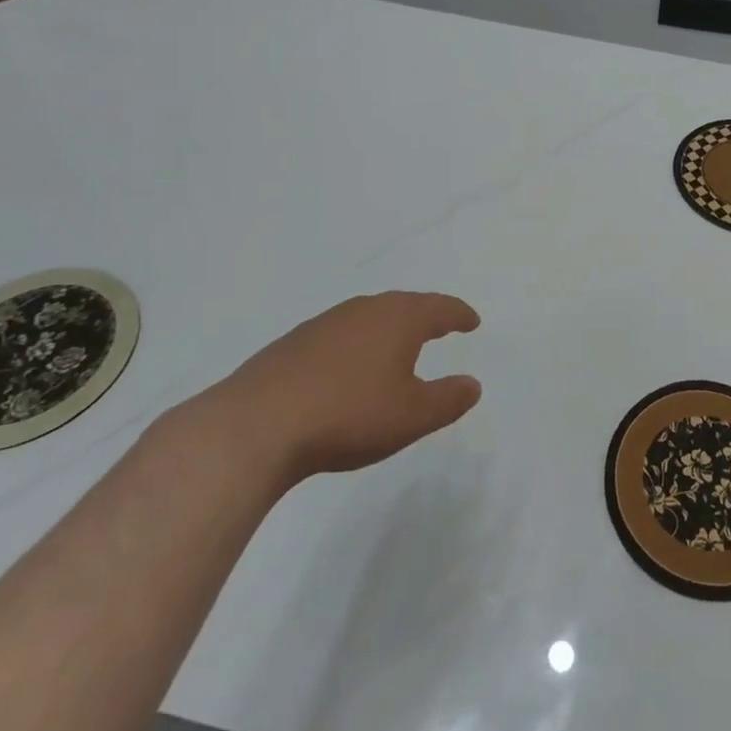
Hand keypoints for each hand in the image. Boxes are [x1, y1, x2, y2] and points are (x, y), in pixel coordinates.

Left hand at [206, 292, 481, 489]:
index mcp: (398, 319)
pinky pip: (340, 334)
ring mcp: (325, 324)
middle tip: (441, 326)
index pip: (439, 308)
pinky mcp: (293, 343)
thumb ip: (448, 398)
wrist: (257, 425)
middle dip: (425, 315)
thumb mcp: (412, 416)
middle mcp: (364, 310)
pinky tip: (349, 367)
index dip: (459, 314)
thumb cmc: (349, 415)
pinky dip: (357, 343)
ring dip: (389, 327)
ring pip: (369, 316)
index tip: (472, 321)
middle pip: (404, 305)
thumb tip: (472, 384)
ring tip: (398, 344)